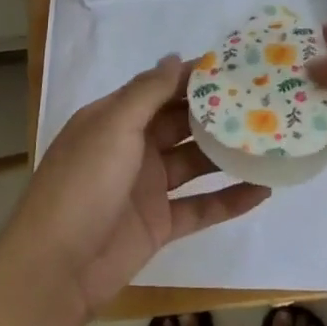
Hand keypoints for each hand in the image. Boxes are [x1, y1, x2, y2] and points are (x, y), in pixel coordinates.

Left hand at [0, 57, 270, 319]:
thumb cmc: (83, 184)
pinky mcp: (160, 225)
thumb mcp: (113, 127)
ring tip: (271, 140)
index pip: (160, 88)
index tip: (236, 66)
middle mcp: (133, 147)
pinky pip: (201, 207)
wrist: (55, 269)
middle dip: (217, 113)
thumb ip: (147, 92)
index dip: (194, 77)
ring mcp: (147, 187)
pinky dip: (229, 200)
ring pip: (195, 163)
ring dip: (227, 154)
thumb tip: (176, 57)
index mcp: (115, 119)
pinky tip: (264, 190)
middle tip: (263, 100)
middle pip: (181, 123)